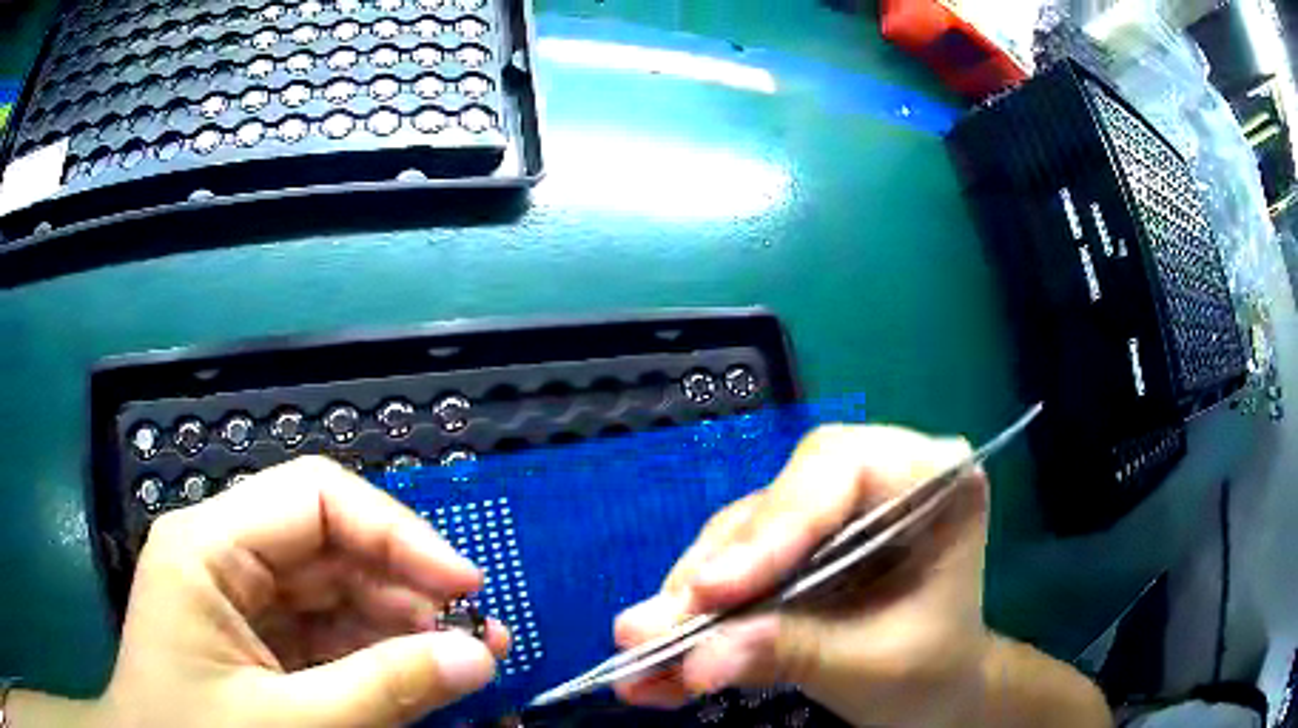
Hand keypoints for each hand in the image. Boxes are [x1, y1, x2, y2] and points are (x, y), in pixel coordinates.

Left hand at [53, 456, 508, 727]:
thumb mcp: (290, 725)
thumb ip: (384, 690)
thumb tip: (478, 655)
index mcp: (209, 547)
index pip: (314, 498)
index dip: (396, 532)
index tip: (463, 584)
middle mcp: (225, 557)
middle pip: (331, 545)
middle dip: (407, 588)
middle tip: (478, 636)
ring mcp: (242, 601)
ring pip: (337, 592)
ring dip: (401, 627)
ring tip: (465, 662)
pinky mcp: (259, 642)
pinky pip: (329, 636)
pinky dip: (378, 657)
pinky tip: (421, 680)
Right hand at [613, 426, 989, 727]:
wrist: (931, 692)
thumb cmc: (930, 669)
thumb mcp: (871, 665)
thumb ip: (790, 653)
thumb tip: (700, 659)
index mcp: (930, 480)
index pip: (841, 468)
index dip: (773, 525)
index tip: (713, 591)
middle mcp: (875, 479)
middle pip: (777, 503)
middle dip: (714, 573)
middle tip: (650, 632)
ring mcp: (829, 513)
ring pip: (741, 536)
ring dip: (690, 600)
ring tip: (643, 653)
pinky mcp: (794, 548)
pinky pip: (733, 567)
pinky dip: (695, 617)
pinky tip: (660, 661)